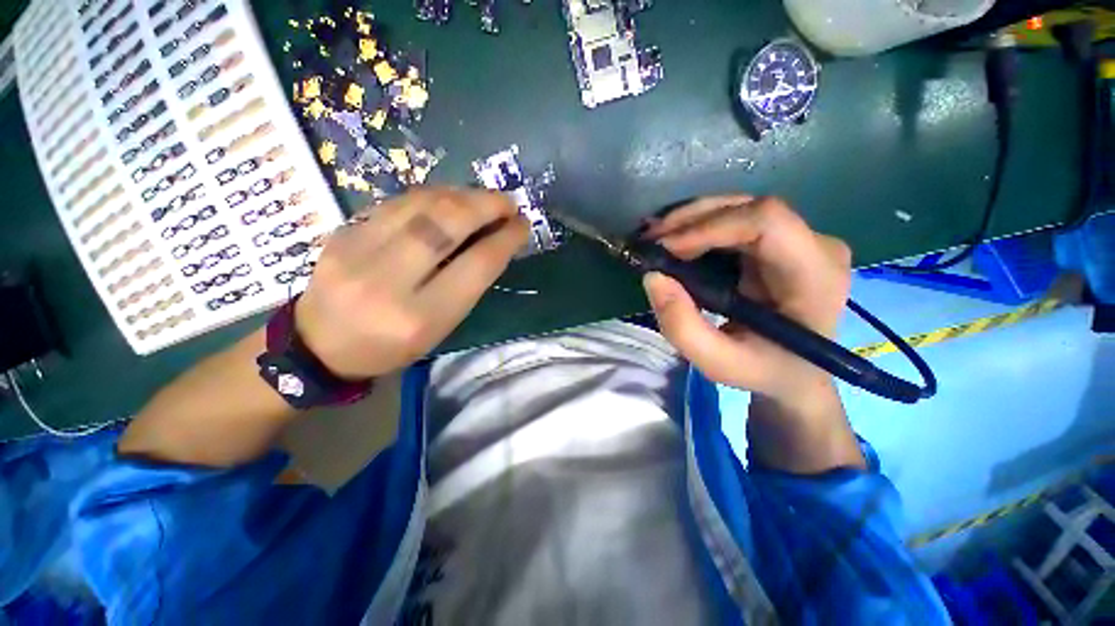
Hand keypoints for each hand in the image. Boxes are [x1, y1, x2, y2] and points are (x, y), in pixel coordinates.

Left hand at [294, 187, 528, 379]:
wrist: (320, 345)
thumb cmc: (392, 346)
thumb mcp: (440, 328)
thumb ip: (468, 284)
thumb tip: (495, 241)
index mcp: (420, 317)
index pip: (475, 266)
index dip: (506, 239)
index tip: (523, 225)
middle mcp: (388, 281)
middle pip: (446, 224)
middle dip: (486, 205)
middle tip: (508, 203)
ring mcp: (357, 250)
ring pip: (420, 204)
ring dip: (461, 195)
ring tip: (482, 198)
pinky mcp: (342, 231)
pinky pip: (397, 202)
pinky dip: (432, 195)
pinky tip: (449, 198)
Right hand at [641, 196, 851, 404]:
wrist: (794, 372)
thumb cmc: (764, 371)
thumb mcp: (718, 363)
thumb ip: (682, 328)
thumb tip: (652, 277)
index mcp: (815, 276)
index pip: (767, 222)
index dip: (709, 227)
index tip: (665, 248)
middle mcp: (814, 245)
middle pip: (748, 208)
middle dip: (690, 220)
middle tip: (649, 240)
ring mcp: (799, 238)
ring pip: (737, 209)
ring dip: (690, 221)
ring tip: (654, 239)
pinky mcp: (778, 241)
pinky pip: (733, 220)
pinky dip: (697, 227)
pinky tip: (673, 239)